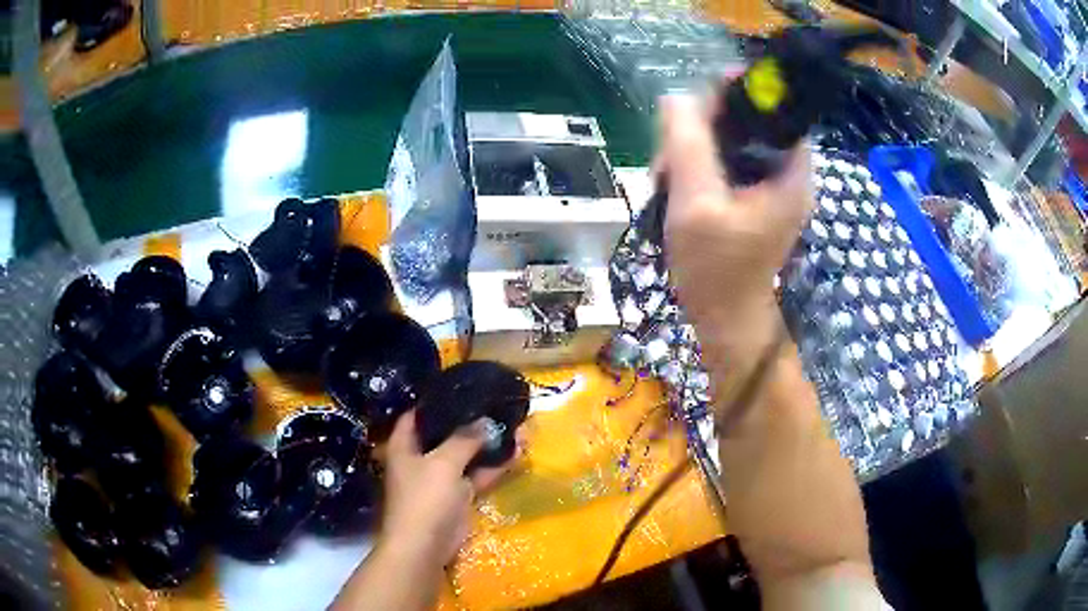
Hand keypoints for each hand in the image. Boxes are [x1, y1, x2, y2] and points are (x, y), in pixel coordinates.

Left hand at [378, 412, 511, 565]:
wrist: (425, 545)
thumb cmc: (424, 497)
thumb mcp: (443, 463)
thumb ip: (465, 439)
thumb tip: (486, 422)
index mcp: (405, 445)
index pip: (416, 414)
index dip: (434, 401)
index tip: (460, 388)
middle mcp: (421, 458)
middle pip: (446, 434)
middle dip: (471, 422)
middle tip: (497, 405)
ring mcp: (441, 478)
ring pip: (467, 455)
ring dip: (489, 444)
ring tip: (516, 424)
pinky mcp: (459, 496)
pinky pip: (478, 475)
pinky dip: (495, 466)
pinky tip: (518, 451)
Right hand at [659, 94, 813, 337]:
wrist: (725, 320)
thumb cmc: (717, 269)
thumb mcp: (697, 203)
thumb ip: (688, 145)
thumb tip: (675, 98)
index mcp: (791, 172)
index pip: (773, 110)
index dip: (738, 95)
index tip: (699, 101)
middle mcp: (787, 173)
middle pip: (748, 122)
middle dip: (704, 128)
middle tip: (668, 153)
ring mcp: (769, 187)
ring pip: (731, 141)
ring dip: (694, 148)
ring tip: (664, 175)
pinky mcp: (752, 198)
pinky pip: (725, 163)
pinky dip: (698, 165)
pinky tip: (674, 183)